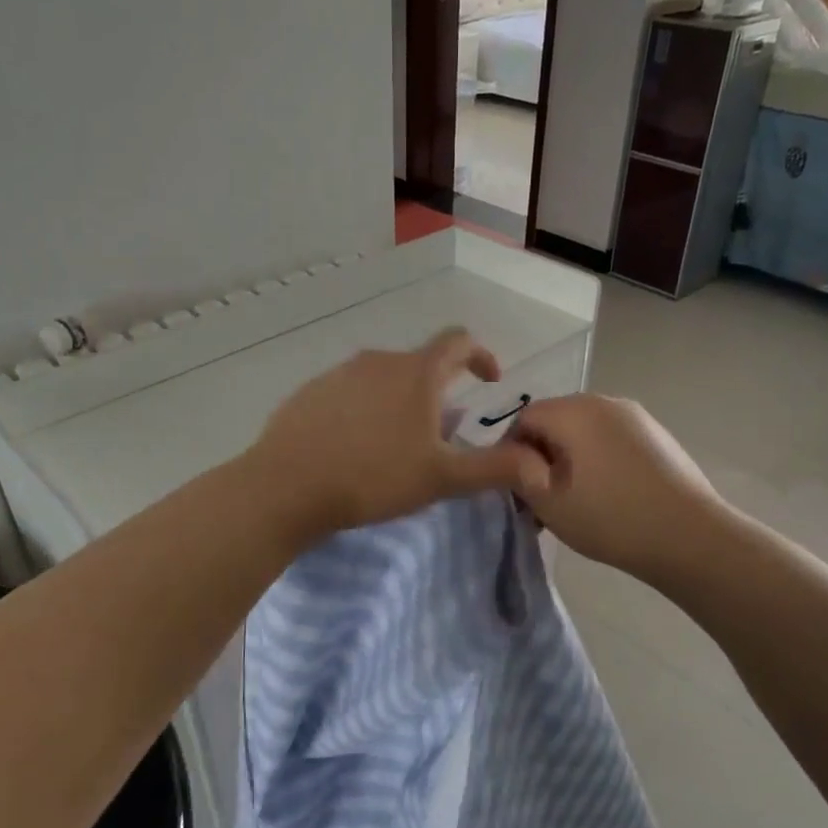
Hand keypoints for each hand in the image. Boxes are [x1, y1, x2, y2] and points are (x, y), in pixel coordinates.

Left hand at [248, 328, 554, 538]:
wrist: (286, 486)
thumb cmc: (373, 477)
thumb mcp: (442, 478)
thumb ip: (495, 469)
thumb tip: (542, 466)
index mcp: (416, 373)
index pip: (458, 342)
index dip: (481, 355)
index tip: (490, 380)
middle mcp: (378, 361)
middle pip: (420, 364)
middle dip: (439, 391)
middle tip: (442, 434)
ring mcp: (338, 374)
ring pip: (383, 378)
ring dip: (400, 401)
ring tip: (398, 444)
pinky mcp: (309, 393)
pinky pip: (349, 393)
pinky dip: (364, 410)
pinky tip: (354, 447)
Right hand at [509, 394, 720, 583]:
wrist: (691, 538)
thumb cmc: (611, 518)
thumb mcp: (549, 502)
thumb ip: (517, 473)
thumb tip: (511, 458)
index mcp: (575, 411)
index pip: (524, 417)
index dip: (509, 451)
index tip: (512, 489)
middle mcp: (605, 402)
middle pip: (556, 420)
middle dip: (540, 455)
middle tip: (538, 500)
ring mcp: (637, 417)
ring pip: (584, 431)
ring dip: (568, 460)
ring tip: (572, 502)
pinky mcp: (658, 436)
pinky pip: (611, 440)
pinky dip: (596, 461)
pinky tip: (605, 497)